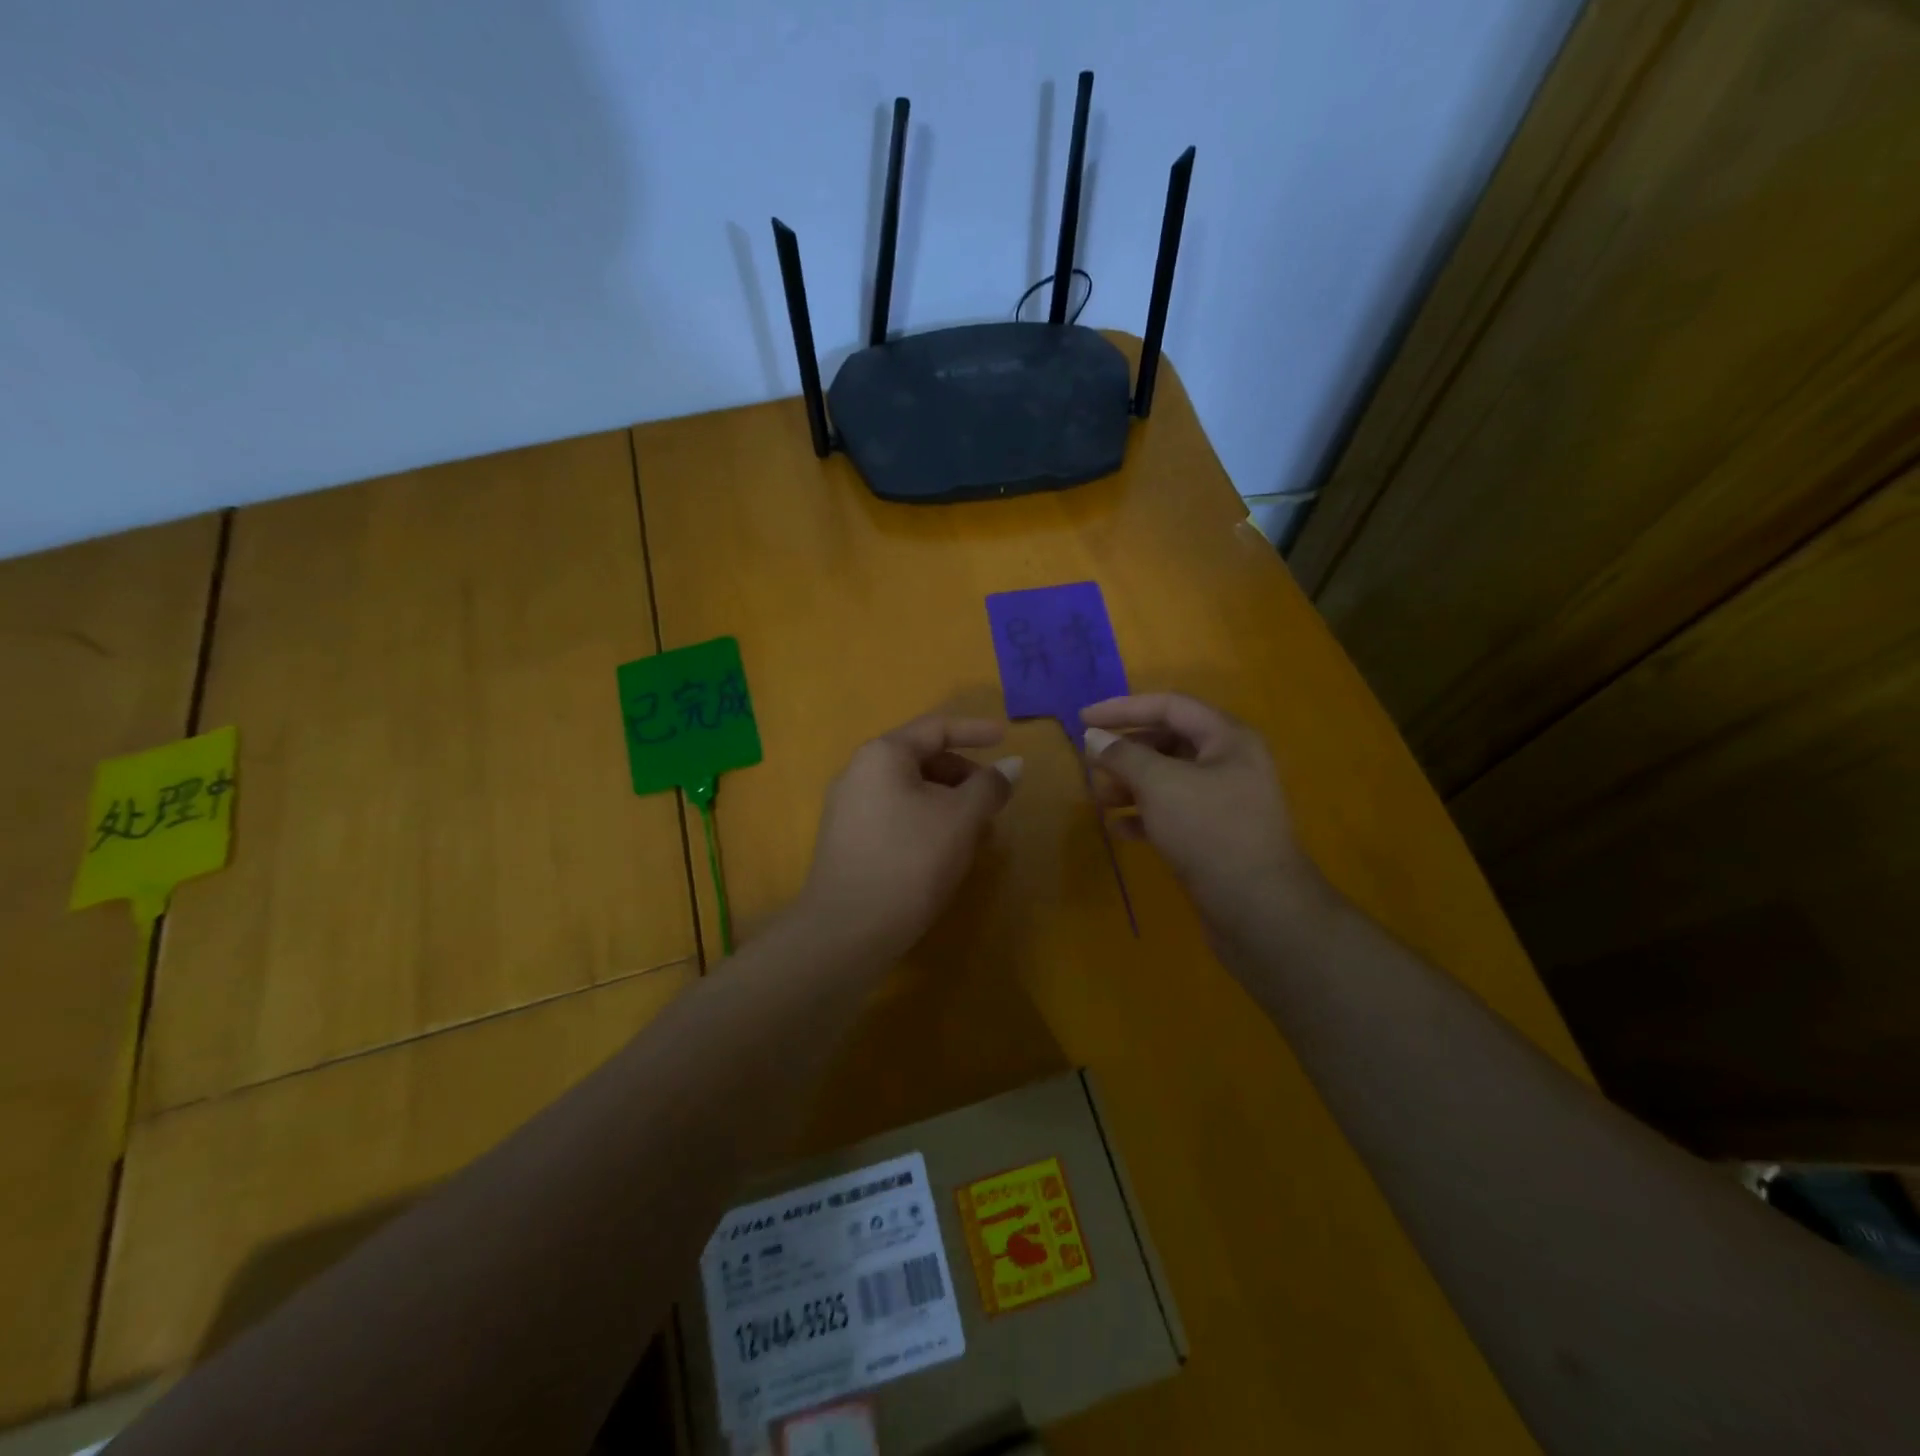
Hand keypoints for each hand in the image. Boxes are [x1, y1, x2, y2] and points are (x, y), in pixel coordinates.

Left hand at [797, 714, 1021, 960]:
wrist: (846, 931)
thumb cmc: (910, 861)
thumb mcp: (960, 819)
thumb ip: (989, 786)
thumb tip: (1013, 765)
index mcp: (882, 755)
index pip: (936, 728)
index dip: (975, 731)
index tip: (1006, 738)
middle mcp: (859, 772)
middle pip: (921, 759)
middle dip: (963, 775)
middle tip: (994, 799)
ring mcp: (848, 808)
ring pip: (910, 791)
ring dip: (949, 803)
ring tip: (978, 833)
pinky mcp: (848, 841)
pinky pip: (896, 815)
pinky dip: (927, 821)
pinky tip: (946, 852)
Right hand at [1081, 693, 1329, 944]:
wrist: (1259, 910)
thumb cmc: (1210, 832)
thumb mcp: (1160, 785)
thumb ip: (1124, 756)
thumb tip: (1094, 737)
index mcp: (1228, 739)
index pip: (1170, 706)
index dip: (1124, 709)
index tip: (1084, 719)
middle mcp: (1230, 763)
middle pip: (1169, 742)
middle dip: (1127, 752)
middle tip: (1090, 764)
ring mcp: (1225, 802)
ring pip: (1169, 780)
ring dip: (1131, 786)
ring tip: (1100, 800)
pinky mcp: (1216, 835)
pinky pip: (1174, 813)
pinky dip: (1145, 816)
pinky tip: (1119, 830)